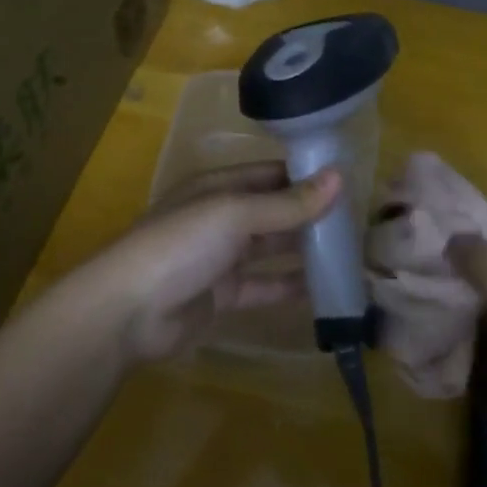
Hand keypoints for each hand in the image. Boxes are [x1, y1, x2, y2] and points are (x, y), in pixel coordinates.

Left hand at [88, 161, 341, 361]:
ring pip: (271, 249)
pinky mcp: (222, 296)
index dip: (304, 176)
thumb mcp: (235, 216)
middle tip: (358, 220)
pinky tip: (326, 289)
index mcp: (217, 188)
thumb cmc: (180, 246)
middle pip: (272, 211)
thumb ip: (287, 203)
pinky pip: (264, 286)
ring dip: (304, 249)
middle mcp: (219, 218)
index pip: (268, 174)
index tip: (348, 182)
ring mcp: (220, 259)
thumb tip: (339, 178)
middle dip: (309, 214)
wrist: (127, 311)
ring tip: (350, 251)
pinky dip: (291, 287)